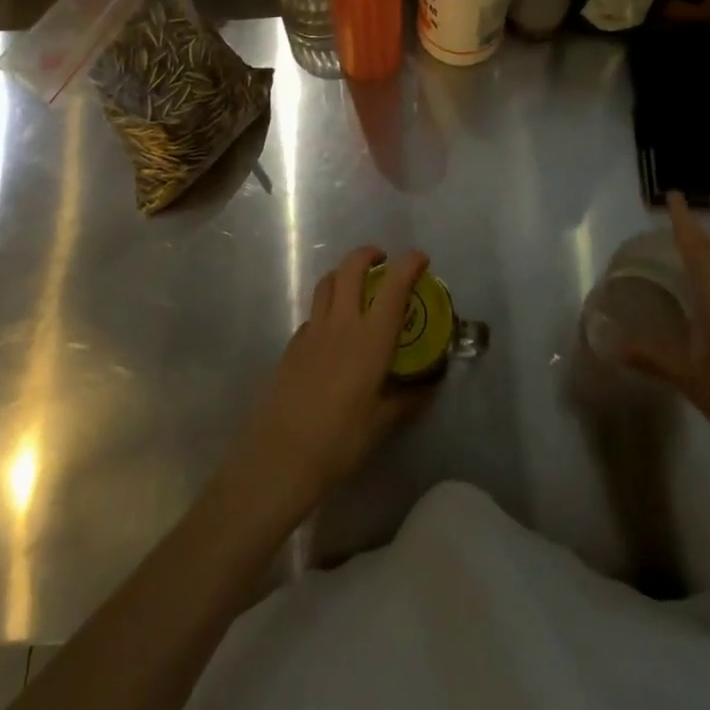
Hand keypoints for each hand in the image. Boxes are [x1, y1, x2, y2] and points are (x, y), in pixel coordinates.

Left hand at [231, 246, 428, 515]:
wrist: (282, 455)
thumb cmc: (340, 440)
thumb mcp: (382, 423)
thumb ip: (407, 399)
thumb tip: (428, 386)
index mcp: (370, 339)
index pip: (393, 287)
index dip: (408, 265)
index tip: (420, 258)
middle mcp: (341, 323)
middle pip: (351, 268)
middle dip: (368, 255)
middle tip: (382, 261)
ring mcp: (312, 330)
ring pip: (327, 282)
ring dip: (344, 273)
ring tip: (356, 285)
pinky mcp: (293, 344)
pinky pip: (314, 312)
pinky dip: (328, 307)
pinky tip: (333, 331)